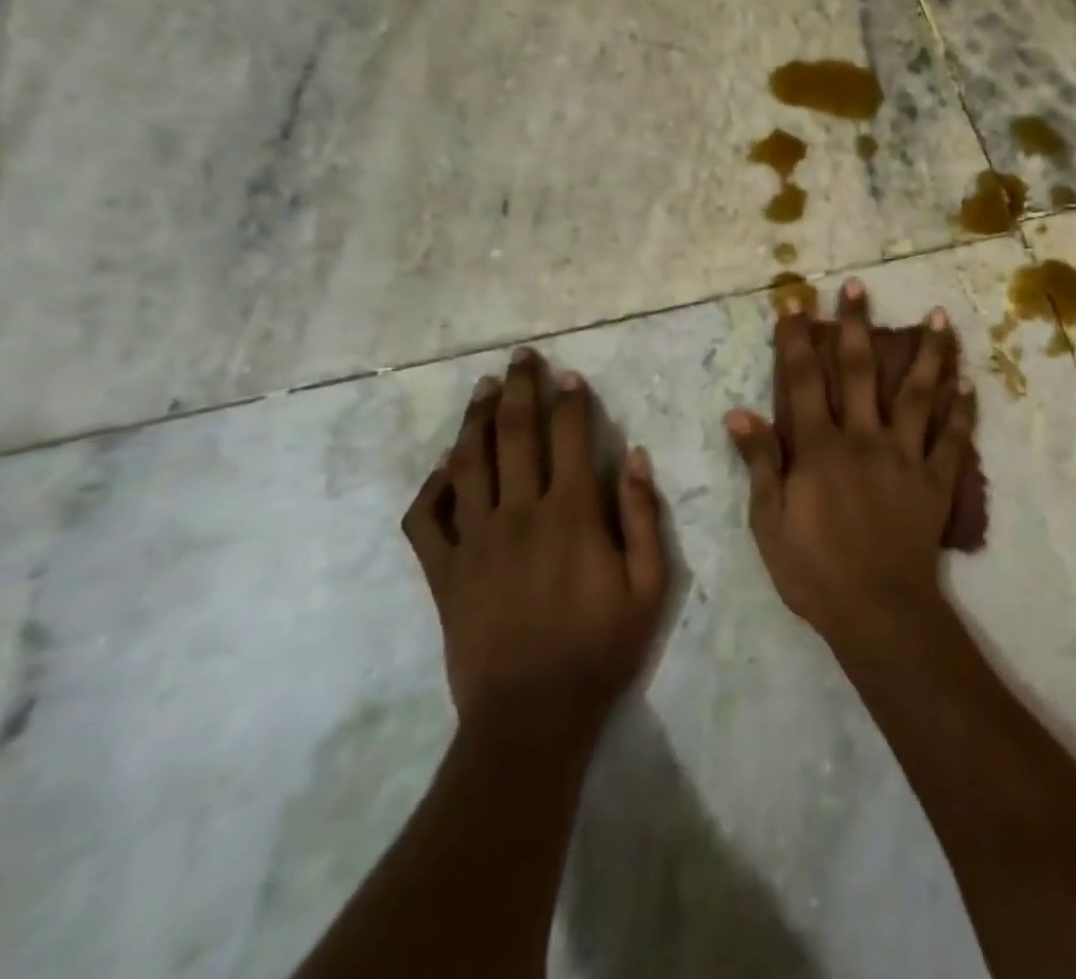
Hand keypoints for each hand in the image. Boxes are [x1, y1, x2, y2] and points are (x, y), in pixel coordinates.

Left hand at [401, 350, 668, 730]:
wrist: (532, 717)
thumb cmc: (600, 648)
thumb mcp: (649, 585)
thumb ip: (643, 516)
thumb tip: (636, 456)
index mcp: (571, 514)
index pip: (569, 437)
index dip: (570, 401)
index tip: (570, 377)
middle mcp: (519, 514)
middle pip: (515, 435)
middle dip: (520, 389)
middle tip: (521, 358)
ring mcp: (474, 541)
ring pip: (469, 463)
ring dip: (476, 420)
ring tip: (484, 389)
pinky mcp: (443, 572)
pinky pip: (426, 519)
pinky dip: (432, 487)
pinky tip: (445, 469)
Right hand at [727, 279, 976, 646]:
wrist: (876, 610)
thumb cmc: (814, 569)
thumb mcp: (769, 521)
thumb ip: (758, 463)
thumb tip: (738, 412)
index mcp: (820, 447)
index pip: (804, 379)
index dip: (796, 337)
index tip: (796, 299)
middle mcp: (863, 437)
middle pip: (860, 370)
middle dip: (856, 325)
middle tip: (858, 286)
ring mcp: (905, 455)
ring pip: (918, 393)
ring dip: (928, 353)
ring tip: (940, 316)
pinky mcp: (936, 479)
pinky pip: (953, 439)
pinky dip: (963, 410)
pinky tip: (970, 383)